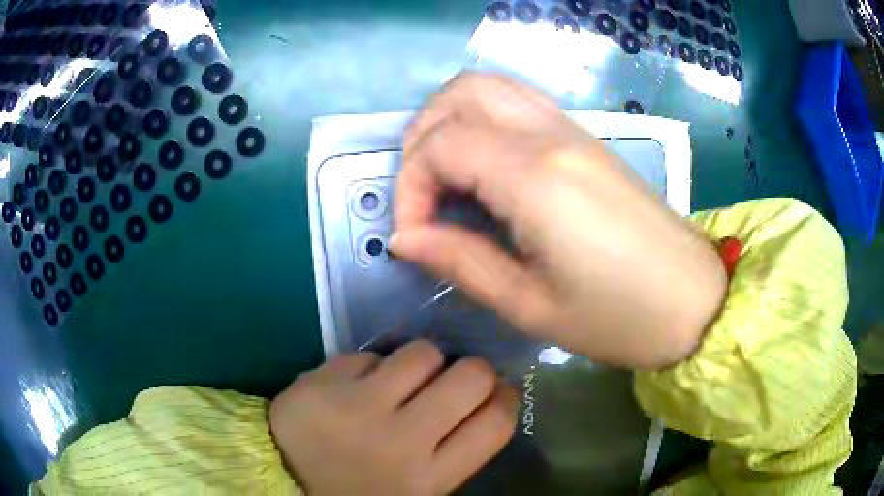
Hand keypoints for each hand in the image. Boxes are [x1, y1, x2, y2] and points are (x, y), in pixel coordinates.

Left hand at [269, 340, 517, 494]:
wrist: (285, 479)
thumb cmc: (360, 488)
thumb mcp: (418, 489)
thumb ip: (455, 452)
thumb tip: (488, 398)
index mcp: (429, 478)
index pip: (495, 424)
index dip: (506, 397)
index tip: (498, 390)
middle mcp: (401, 441)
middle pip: (470, 377)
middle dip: (472, 371)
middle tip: (456, 379)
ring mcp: (359, 406)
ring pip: (423, 353)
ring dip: (422, 363)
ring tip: (405, 380)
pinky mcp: (324, 381)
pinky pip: (372, 354)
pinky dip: (373, 367)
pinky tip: (358, 386)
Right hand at [392, 73, 726, 369]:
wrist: (692, 302)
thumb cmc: (617, 317)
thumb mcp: (530, 305)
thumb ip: (460, 261)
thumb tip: (404, 238)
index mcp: (535, 177)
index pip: (440, 146)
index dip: (410, 189)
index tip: (416, 236)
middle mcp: (550, 135)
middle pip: (459, 95)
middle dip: (422, 139)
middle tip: (425, 197)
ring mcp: (572, 130)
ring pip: (489, 86)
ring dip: (451, 119)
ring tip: (446, 176)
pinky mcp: (585, 138)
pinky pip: (518, 102)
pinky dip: (483, 119)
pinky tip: (486, 167)